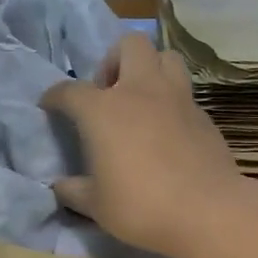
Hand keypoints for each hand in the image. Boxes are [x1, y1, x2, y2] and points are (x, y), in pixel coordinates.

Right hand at [41, 33, 243, 257]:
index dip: (55, 96)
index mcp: (104, 110)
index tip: (49, 105)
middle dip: (114, 60)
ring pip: (166, 57)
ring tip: (141, 101)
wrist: (208, 212)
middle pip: (129, 45)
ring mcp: (178, 99)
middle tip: (108, 93)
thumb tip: (60, 186)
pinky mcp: (204, 116)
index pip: (70, 90)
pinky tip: (168, 131)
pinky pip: (184, 93)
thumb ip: (74, 191)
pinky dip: (172, 102)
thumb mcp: (96, 206)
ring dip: (150, 69)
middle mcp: (141, 91)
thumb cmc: (142, 206)